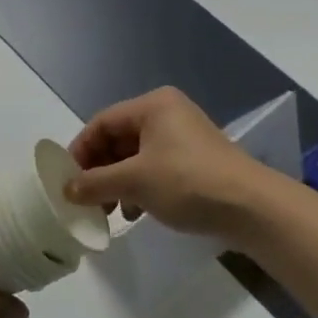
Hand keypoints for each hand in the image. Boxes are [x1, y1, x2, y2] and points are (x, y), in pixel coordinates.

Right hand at [65, 87, 266, 239]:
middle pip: (118, 139)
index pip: (101, 123)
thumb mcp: (134, 182)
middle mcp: (167, 114)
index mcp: (152, 106)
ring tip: (111, 211)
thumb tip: (67, 189)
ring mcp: (183, 137)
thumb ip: (95, 182)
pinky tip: (136, 212)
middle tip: (87, 198)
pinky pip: (155, 168)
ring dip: (118, 182)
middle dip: (99, 170)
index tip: (67, 180)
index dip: (80, 151)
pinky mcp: (195, 160)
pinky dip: (140, 187)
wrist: (251, 207)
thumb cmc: (187, 182)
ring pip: (135, 156)